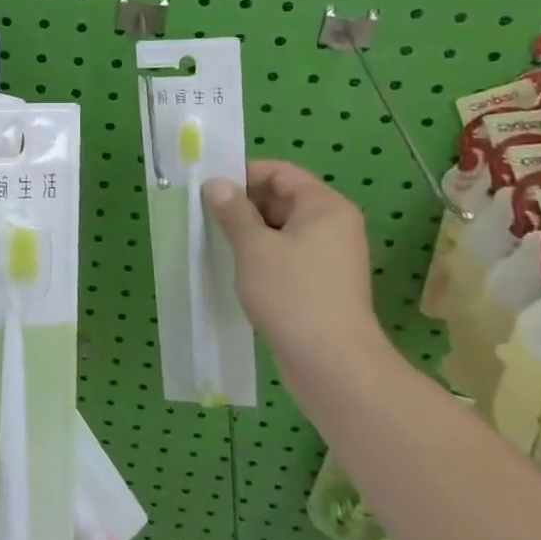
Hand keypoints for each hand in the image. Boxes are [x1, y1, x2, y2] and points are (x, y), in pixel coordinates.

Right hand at [203, 162, 384, 373]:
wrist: (334, 366)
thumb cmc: (293, 295)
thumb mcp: (253, 247)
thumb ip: (232, 211)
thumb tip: (216, 184)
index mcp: (325, 207)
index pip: (280, 172)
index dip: (243, 175)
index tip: (209, 190)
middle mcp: (334, 226)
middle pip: (282, 199)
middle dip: (243, 205)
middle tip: (206, 216)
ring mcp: (331, 257)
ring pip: (282, 229)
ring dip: (250, 232)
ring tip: (216, 242)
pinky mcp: (323, 284)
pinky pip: (288, 255)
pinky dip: (263, 255)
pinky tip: (238, 269)